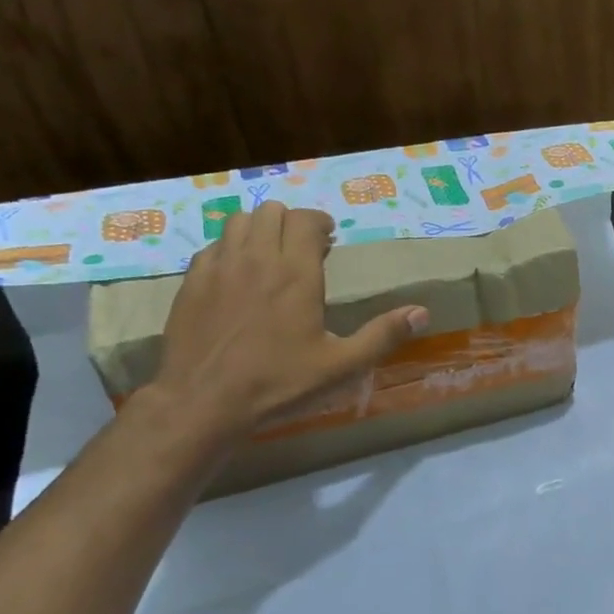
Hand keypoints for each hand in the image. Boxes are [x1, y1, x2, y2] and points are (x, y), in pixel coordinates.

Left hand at [146, 201, 427, 443]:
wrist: (203, 402)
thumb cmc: (279, 383)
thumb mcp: (341, 366)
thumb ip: (382, 336)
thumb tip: (422, 312)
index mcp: (295, 273)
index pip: (306, 220)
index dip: (320, 223)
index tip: (329, 239)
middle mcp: (256, 259)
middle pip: (271, 212)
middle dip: (291, 222)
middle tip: (304, 247)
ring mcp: (218, 267)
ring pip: (238, 221)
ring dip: (258, 229)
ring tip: (270, 254)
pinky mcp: (191, 282)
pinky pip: (213, 247)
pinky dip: (230, 249)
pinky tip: (237, 276)